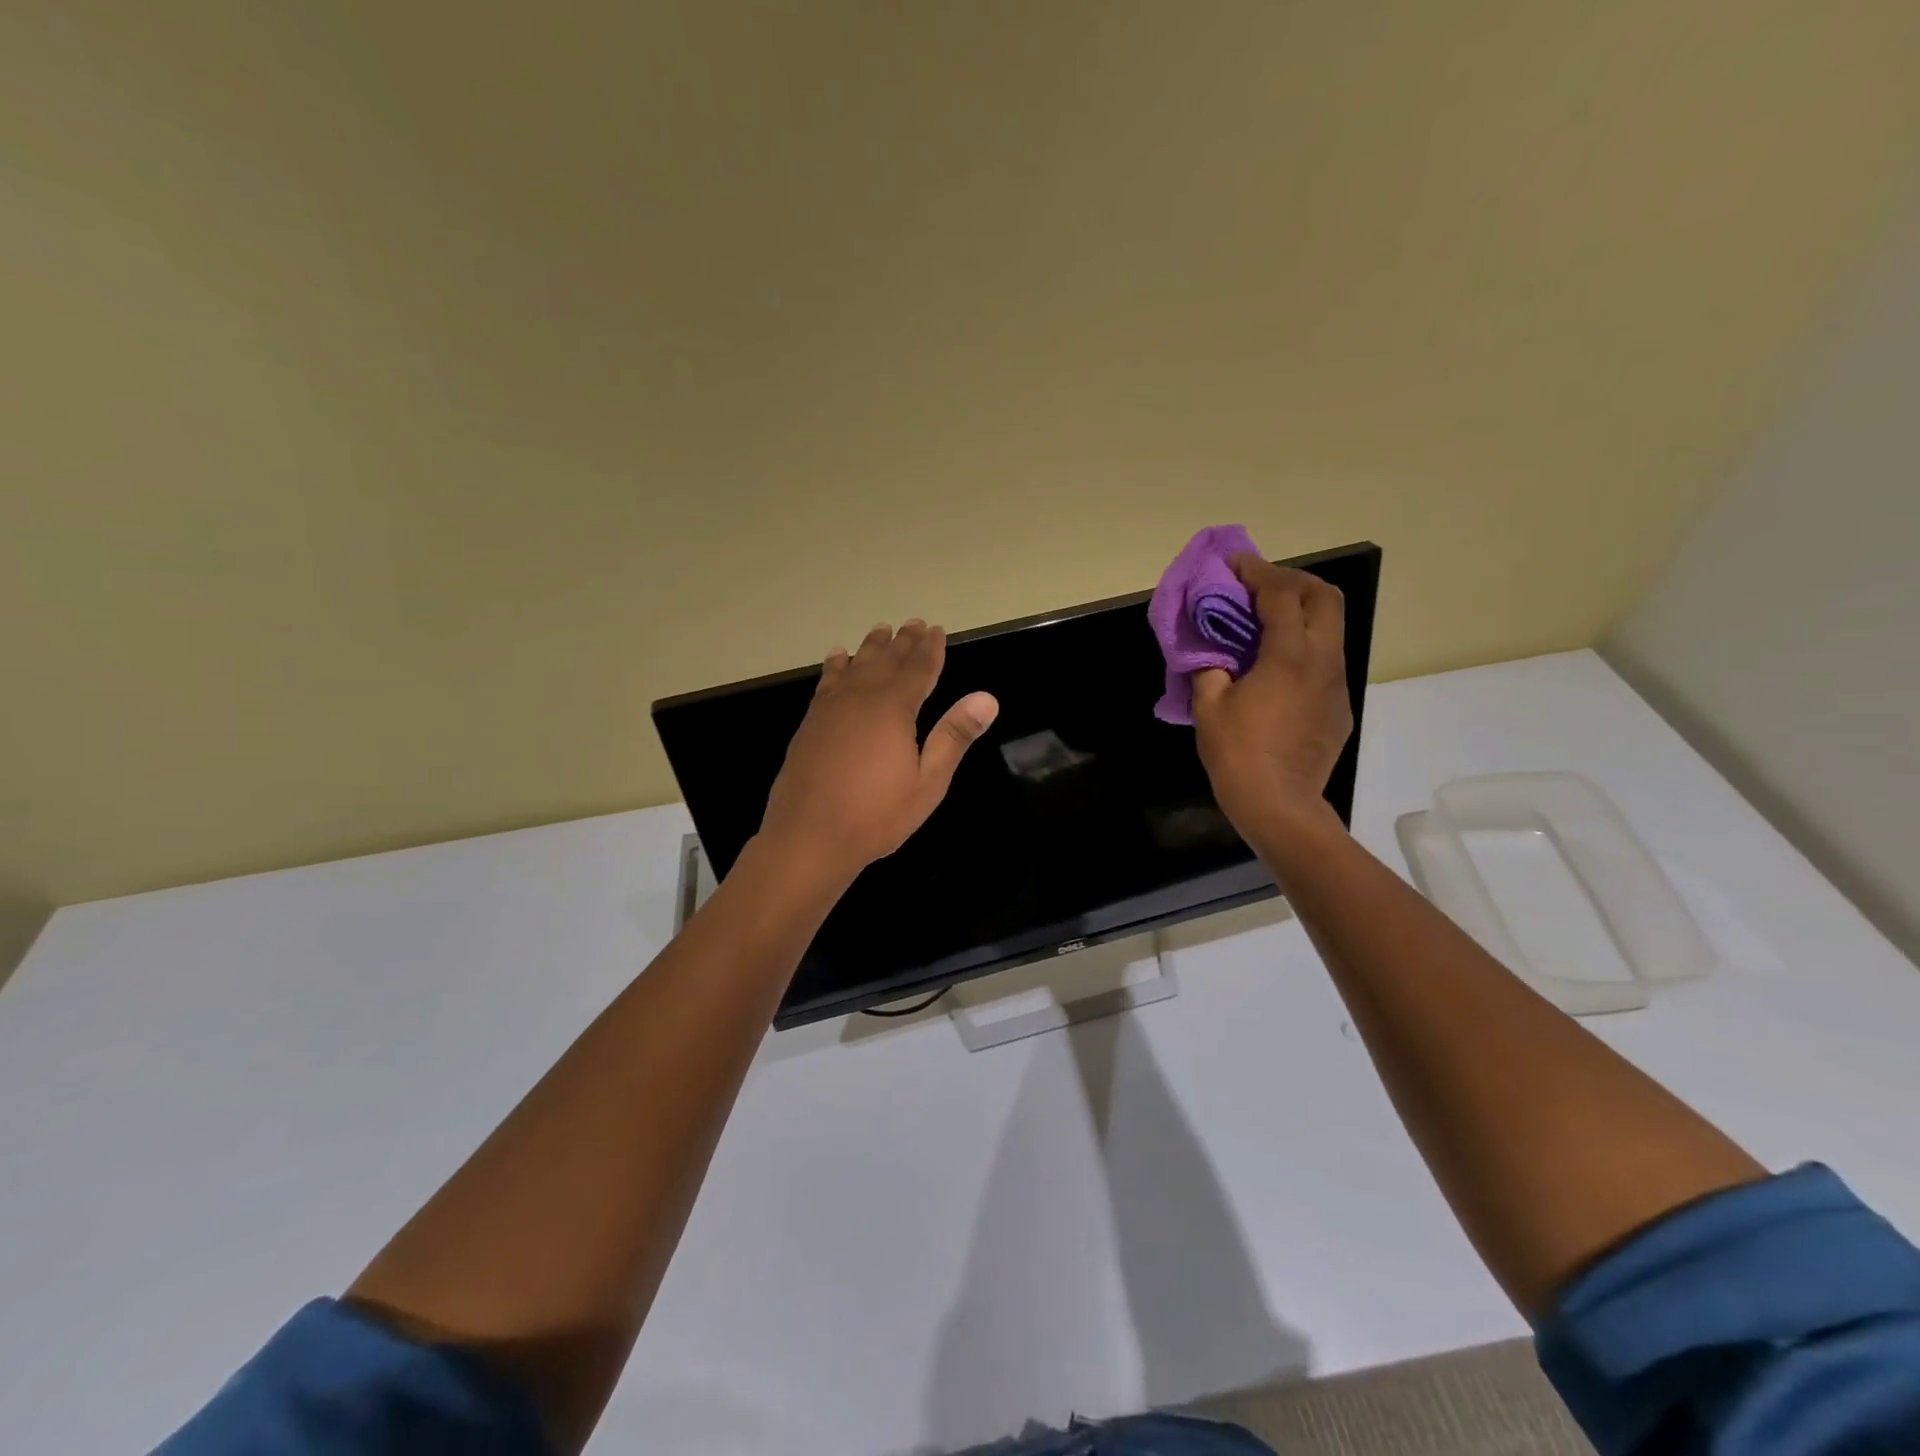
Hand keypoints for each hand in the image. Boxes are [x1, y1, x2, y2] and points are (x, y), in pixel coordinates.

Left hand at [758, 620, 999, 882]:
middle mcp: (861, 699)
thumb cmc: (876, 815)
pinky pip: (826, 682)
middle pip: (886, 661)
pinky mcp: (810, 723)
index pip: (918, 670)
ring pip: (855, 666)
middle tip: (914, 623)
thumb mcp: (928, 782)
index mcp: (894, 710)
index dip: (930, 649)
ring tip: (881, 630)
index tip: (937, 630)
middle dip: (903, 642)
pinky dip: (835, 666)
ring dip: (871, 647)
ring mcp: (831, 709)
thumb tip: (987, 698)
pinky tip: (838, 657)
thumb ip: (954, 736)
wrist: (808, 838)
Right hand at [1192, 555, 1351, 835]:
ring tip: (1266, 621)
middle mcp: (1323, 660)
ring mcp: (1337, 684)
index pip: (1281, 594)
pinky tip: (1277, 668)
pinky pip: (1326, 661)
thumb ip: (1208, 667)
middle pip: (1324, 597)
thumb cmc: (1238, 753)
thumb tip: (1210, 652)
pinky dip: (1304, 646)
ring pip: (1331, 628)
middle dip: (1292, 581)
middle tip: (1259, 586)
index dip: (1257, 572)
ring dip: (1301, 612)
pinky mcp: (1339, 707)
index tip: (1235, 564)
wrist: (1279, 805)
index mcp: (1289, 655)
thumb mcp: (1208, 705)